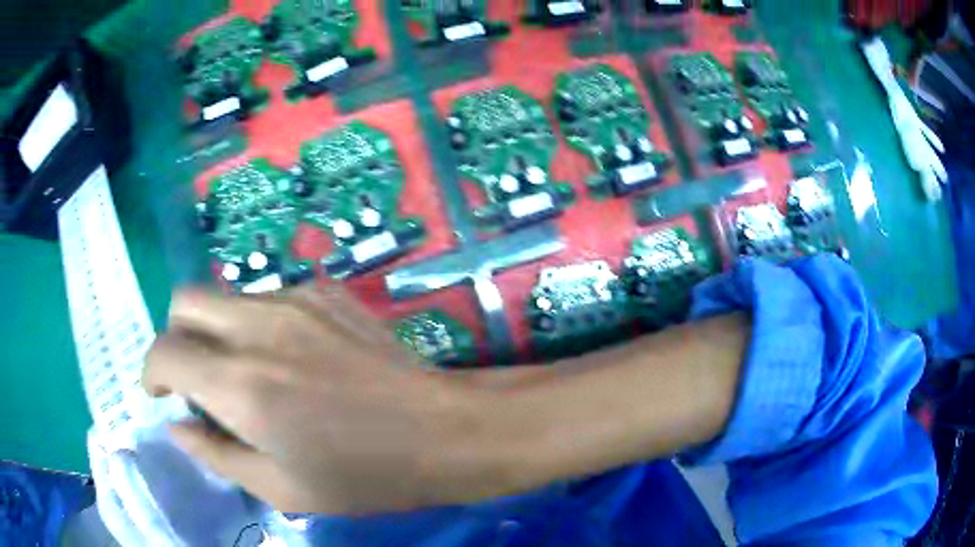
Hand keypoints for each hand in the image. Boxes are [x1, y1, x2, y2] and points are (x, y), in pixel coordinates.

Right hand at [144, 287, 517, 514]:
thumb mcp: (280, 488)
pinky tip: (290, 357)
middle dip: (177, 337)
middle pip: (185, 301)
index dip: (151, 372)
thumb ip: (214, 452)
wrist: (441, 431)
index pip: (163, 351)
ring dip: (217, 330)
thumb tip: (176, 423)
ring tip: (247, 373)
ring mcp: (295, 299)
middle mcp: (259, 326)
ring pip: (225, 296)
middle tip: (196, 379)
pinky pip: (267, 296)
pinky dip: (256, 323)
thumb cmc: (363, 476)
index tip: (161, 395)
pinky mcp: (326, 290)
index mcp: (240, 383)